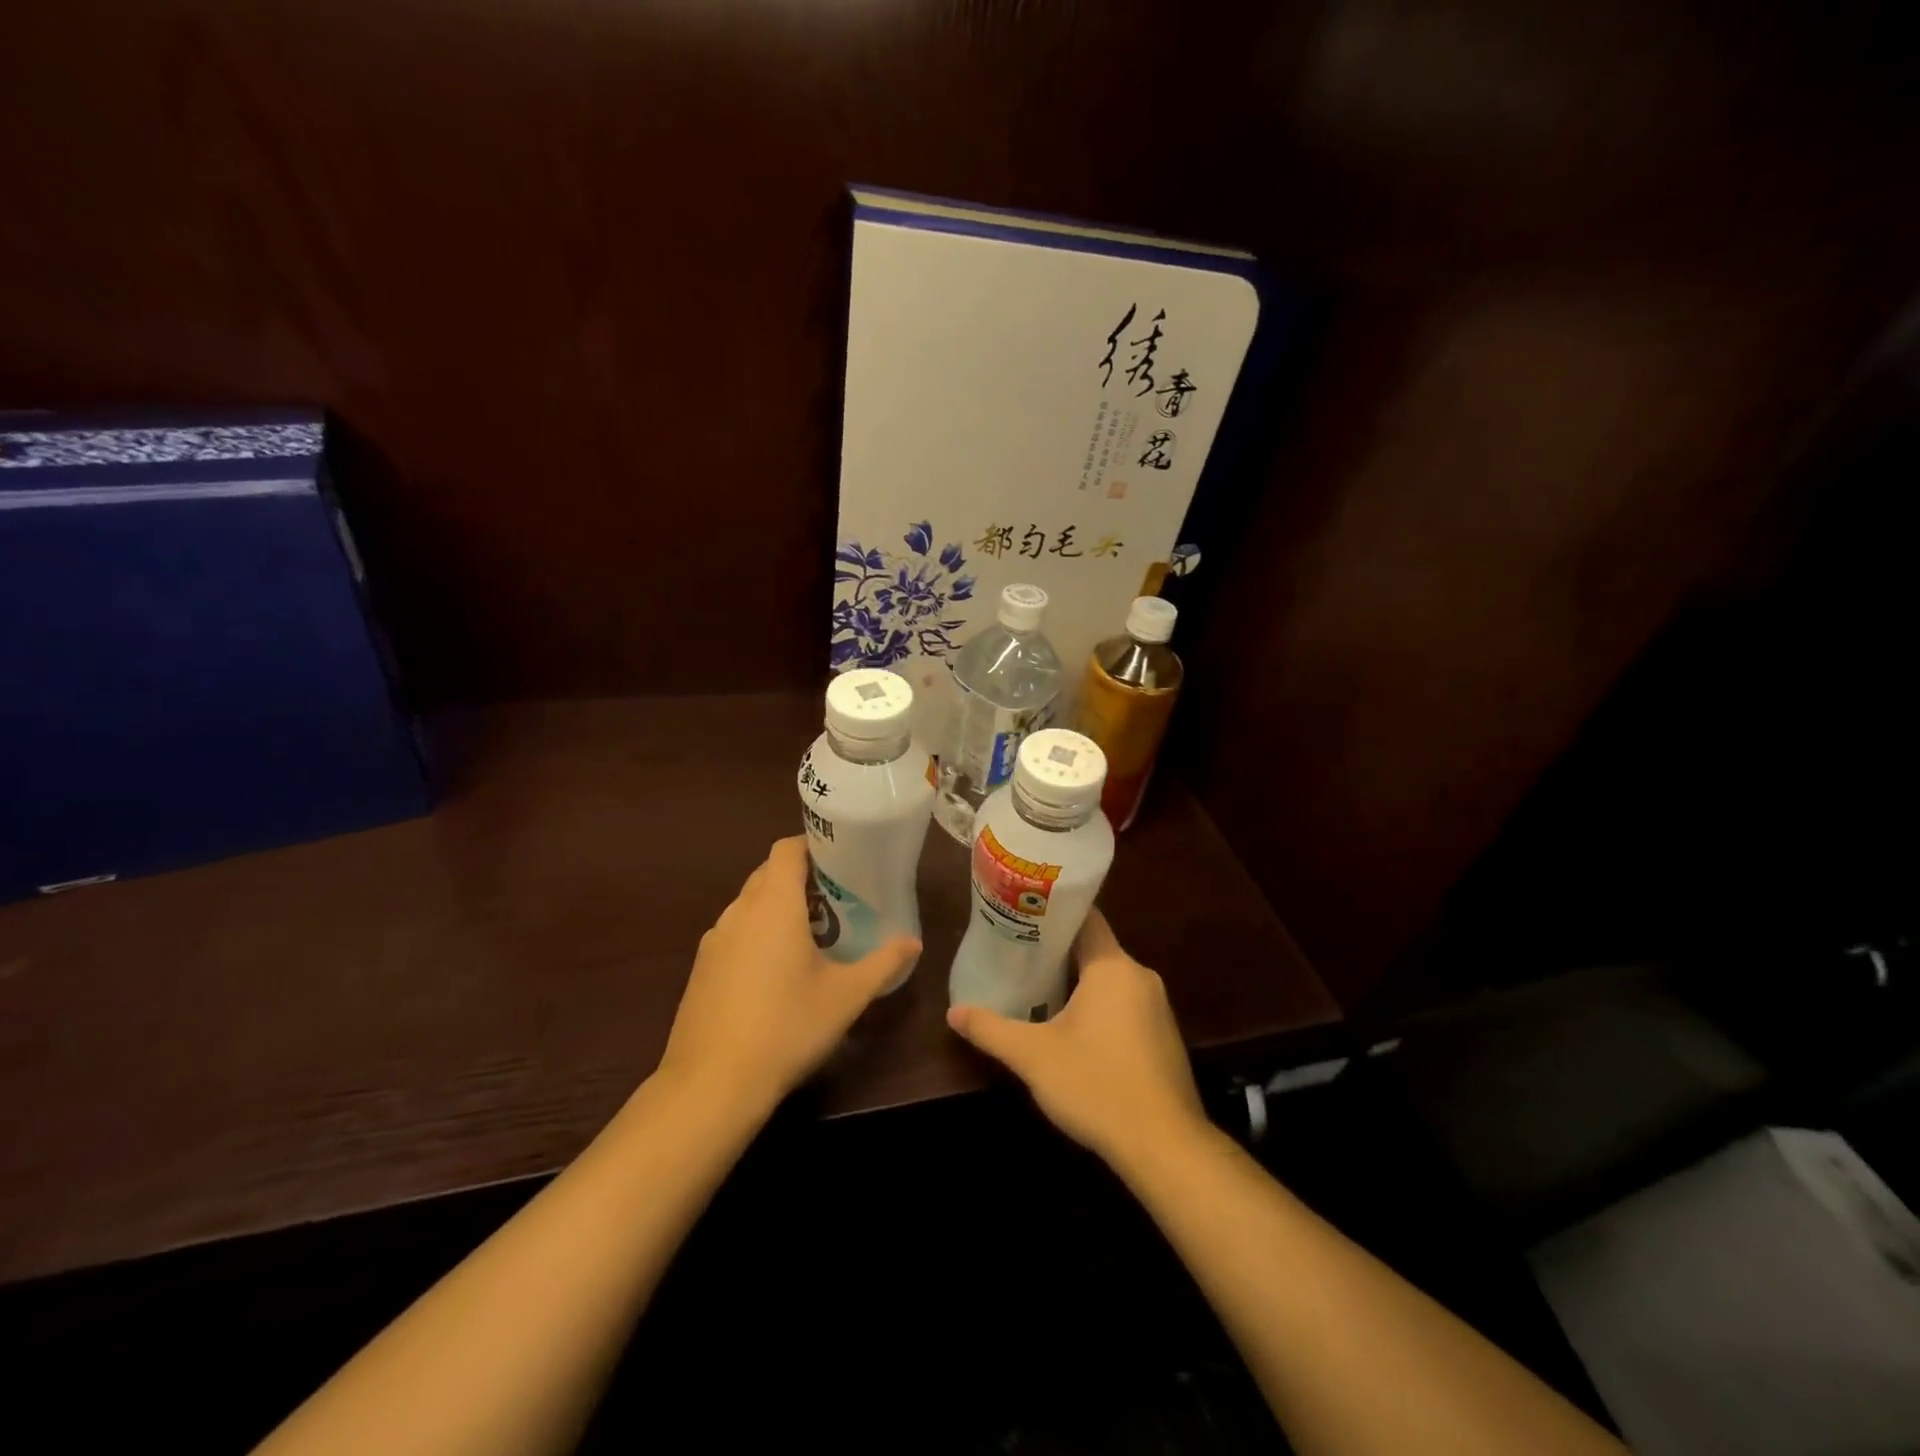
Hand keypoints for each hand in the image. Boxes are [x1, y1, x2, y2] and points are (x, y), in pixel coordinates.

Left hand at [656, 837, 918, 1118]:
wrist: (711, 1085)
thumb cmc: (787, 1027)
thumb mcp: (846, 996)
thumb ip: (883, 963)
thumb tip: (913, 942)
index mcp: (773, 905)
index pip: (786, 849)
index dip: (813, 845)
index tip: (842, 860)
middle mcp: (738, 912)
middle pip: (768, 874)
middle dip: (801, 878)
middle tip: (838, 898)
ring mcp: (713, 941)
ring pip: (749, 905)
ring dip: (778, 907)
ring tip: (812, 934)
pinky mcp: (700, 969)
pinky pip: (734, 933)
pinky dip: (757, 934)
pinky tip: (776, 972)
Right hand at [946, 908, 1207, 1171]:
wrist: (1165, 1147)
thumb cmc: (1096, 1085)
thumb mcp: (1033, 1056)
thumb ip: (991, 1030)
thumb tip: (953, 1012)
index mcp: (1113, 967)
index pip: (1085, 918)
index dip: (1052, 913)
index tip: (1021, 916)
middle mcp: (1140, 977)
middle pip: (1094, 949)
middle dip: (1056, 953)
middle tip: (1016, 956)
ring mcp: (1157, 1009)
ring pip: (1109, 981)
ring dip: (1077, 984)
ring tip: (1036, 990)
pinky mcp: (1163, 1038)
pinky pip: (1125, 1007)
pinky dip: (1099, 1009)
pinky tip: (1073, 1032)